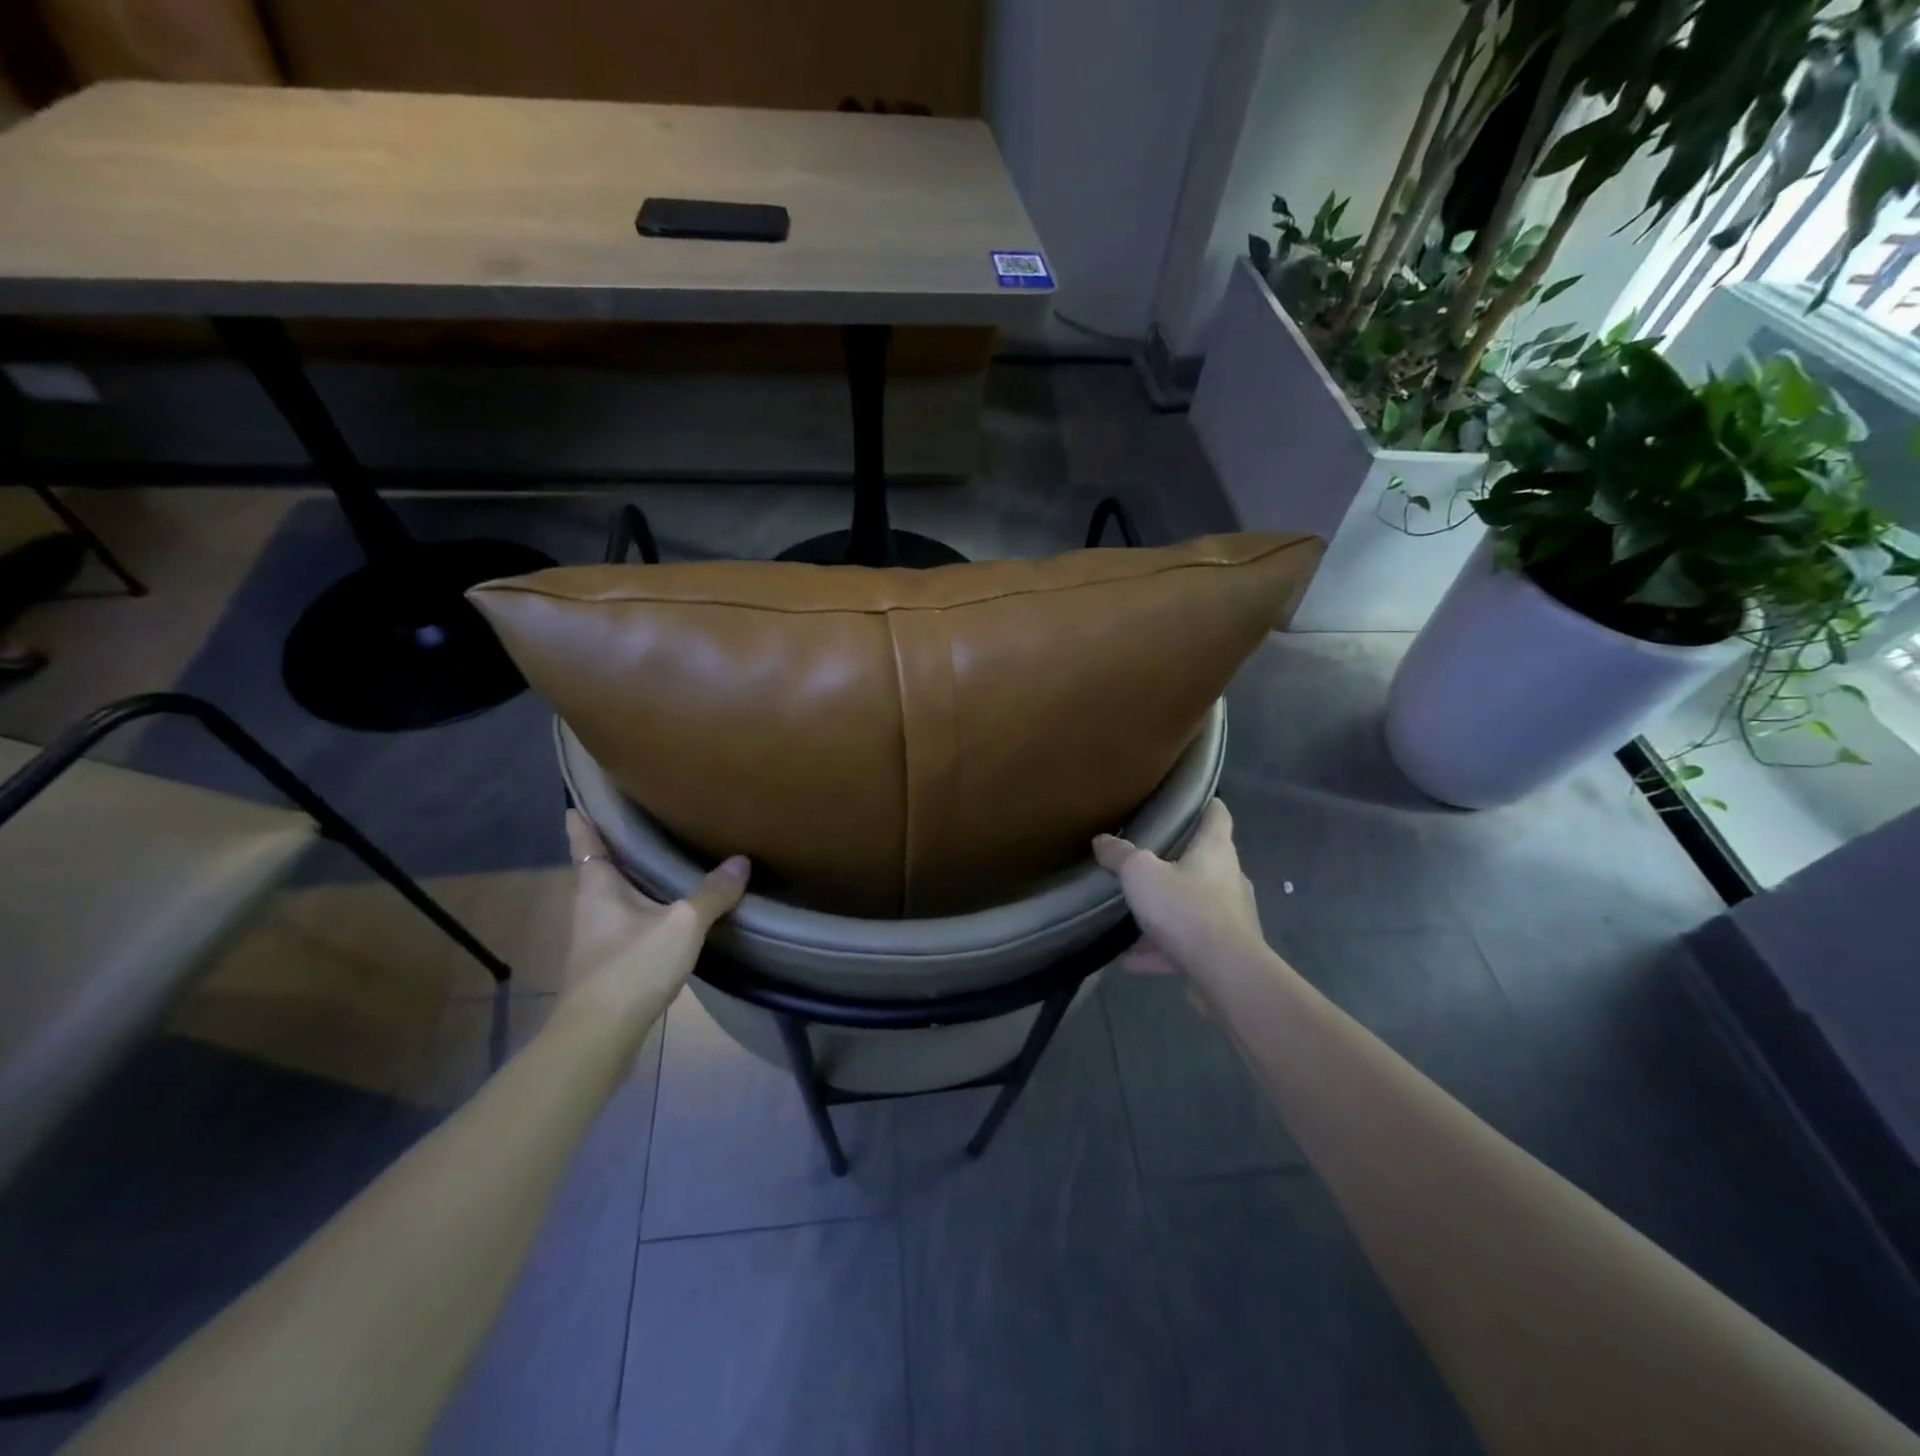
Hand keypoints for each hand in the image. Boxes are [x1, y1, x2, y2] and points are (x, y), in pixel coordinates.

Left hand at [561, 810, 749, 1028]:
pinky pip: (628, 922)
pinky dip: (645, 909)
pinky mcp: (609, 963)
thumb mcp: (683, 924)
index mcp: (597, 886)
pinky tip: (670, 911)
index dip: (583, 820)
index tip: (582, 799)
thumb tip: (741, 861)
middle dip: (617, 846)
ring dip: (633, 879)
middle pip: (600, 867)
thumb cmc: (632, 966)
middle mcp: (590, 906)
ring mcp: (597, 937)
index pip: (585, 841)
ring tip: (664, 860)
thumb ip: (713, 893)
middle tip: (646, 820)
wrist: (600, 1036)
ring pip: (615, 896)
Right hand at [1093, 799, 1265, 986]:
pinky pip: (1186, 945)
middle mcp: (1229, 879)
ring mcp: (1229, 918)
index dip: (1206, 804)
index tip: (1192, 799)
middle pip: (1206, 861)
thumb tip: (1102, 840)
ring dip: (1167, 910)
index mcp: (1215, 851)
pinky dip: (1161, 950)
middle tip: (1148, 856)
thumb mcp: (1140, 874)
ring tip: (1134, 914)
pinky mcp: (1222, 953)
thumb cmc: (1186, 908)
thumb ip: (1120, 855)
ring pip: (1194, 906)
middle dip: (1180, 860)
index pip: (1217, 815)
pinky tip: (1130, 961)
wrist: (1226, 974)